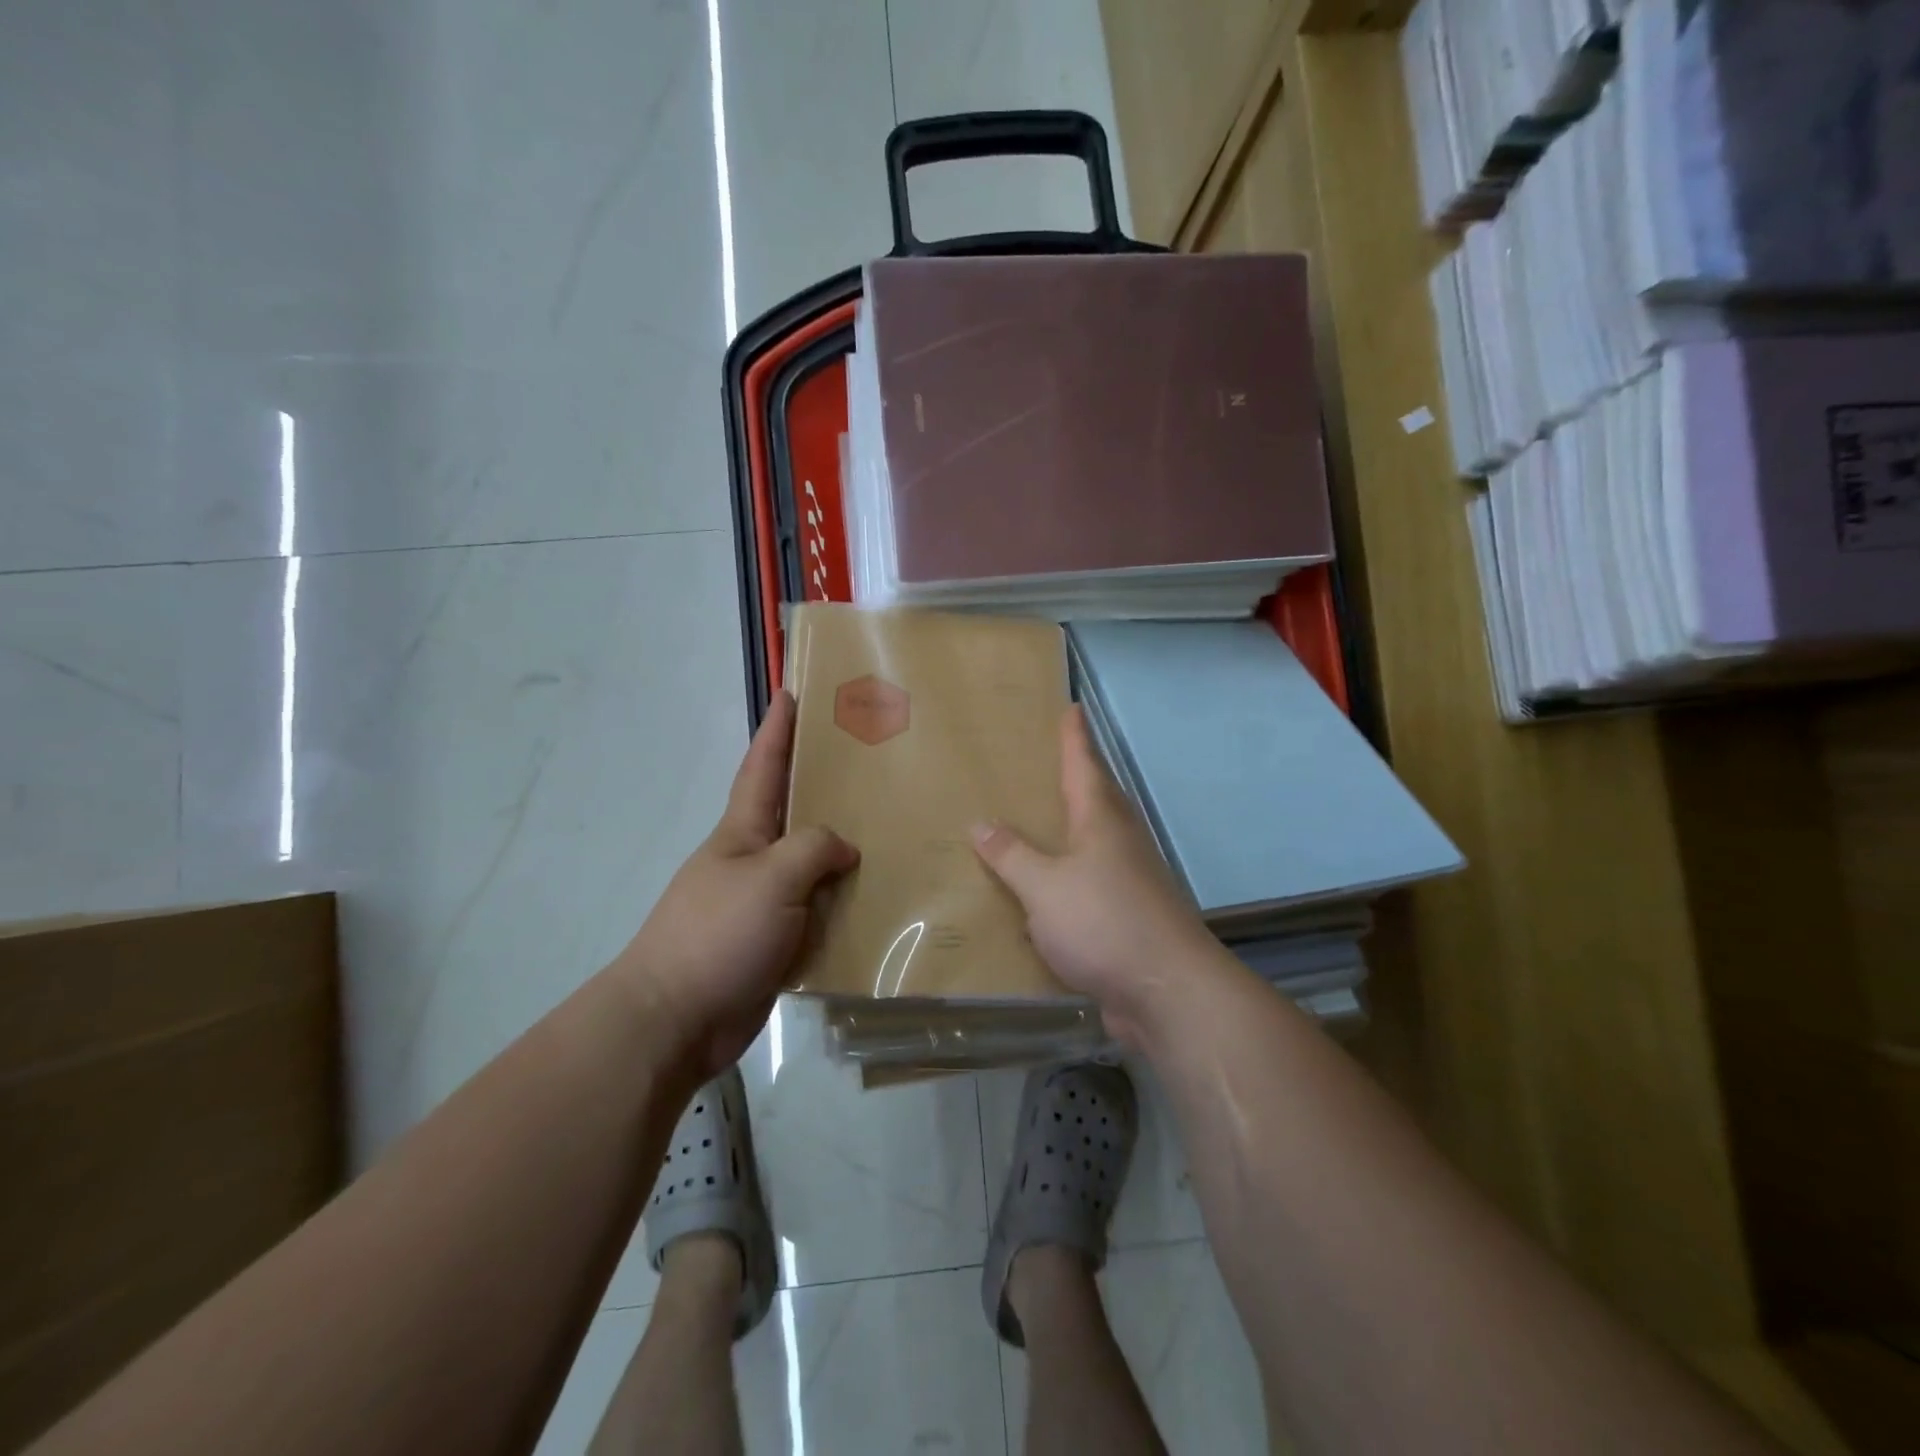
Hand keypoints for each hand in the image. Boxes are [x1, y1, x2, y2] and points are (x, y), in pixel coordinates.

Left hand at [617, 691, 857, 1075]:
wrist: (677, 1020)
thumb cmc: (717, 933)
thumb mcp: (770, 877)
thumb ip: (812, 849)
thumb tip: (844, 849)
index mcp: (743, 832)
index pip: (762, 768)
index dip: (777, 730)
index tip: (792, 692)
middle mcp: (755, 861)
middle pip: (796, 814)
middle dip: (826, 786)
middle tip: (872, 764)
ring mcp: (765, 903)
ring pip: (815, 866)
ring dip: (846, 852)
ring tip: (893, 831)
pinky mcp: (777, 943)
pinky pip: (821, 913)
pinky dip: (847, 905)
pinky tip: (881, 902)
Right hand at [971, 705, 1224, 1046]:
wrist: (1167, 991)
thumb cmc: (1104, 922)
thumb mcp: (1044, 886)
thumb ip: (1012, 855)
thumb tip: (982, 824)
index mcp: (1100, 821)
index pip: (1084, 765)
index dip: (1074, 737)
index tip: (1072, 708)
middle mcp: (1120, 842)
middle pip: (1097, 798)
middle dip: (1076, 776)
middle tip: (1046, 761)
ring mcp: (1129, 880)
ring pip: (1095, 841)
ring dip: (1071, 828)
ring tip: (1037, 822)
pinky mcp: (1128, 917)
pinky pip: (1090, 883)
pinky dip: (1068, 877)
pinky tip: (1045, 893)